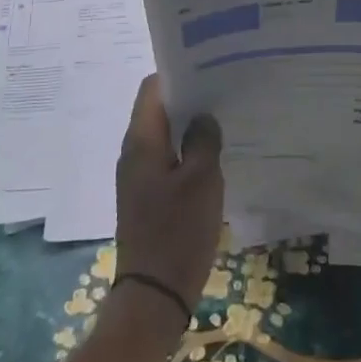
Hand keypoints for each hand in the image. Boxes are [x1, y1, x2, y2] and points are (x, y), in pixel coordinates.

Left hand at [114, 76, 223, 317]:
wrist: (154, 294)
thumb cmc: (177, 231)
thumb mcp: (202, 180)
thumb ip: (204, 140)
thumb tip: (204, 116)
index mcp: (141, 142)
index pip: (152, 88)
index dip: (179, 73)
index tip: (210, 67)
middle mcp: (134, 153)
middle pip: (159, 110)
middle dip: (190, 98)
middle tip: (226, 90)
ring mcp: (140, 176)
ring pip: (166, 135)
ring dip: (191, 125)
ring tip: (226, 117)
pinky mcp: (149, 196)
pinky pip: (169, 159)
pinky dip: (189, 150)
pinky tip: (216, 154)